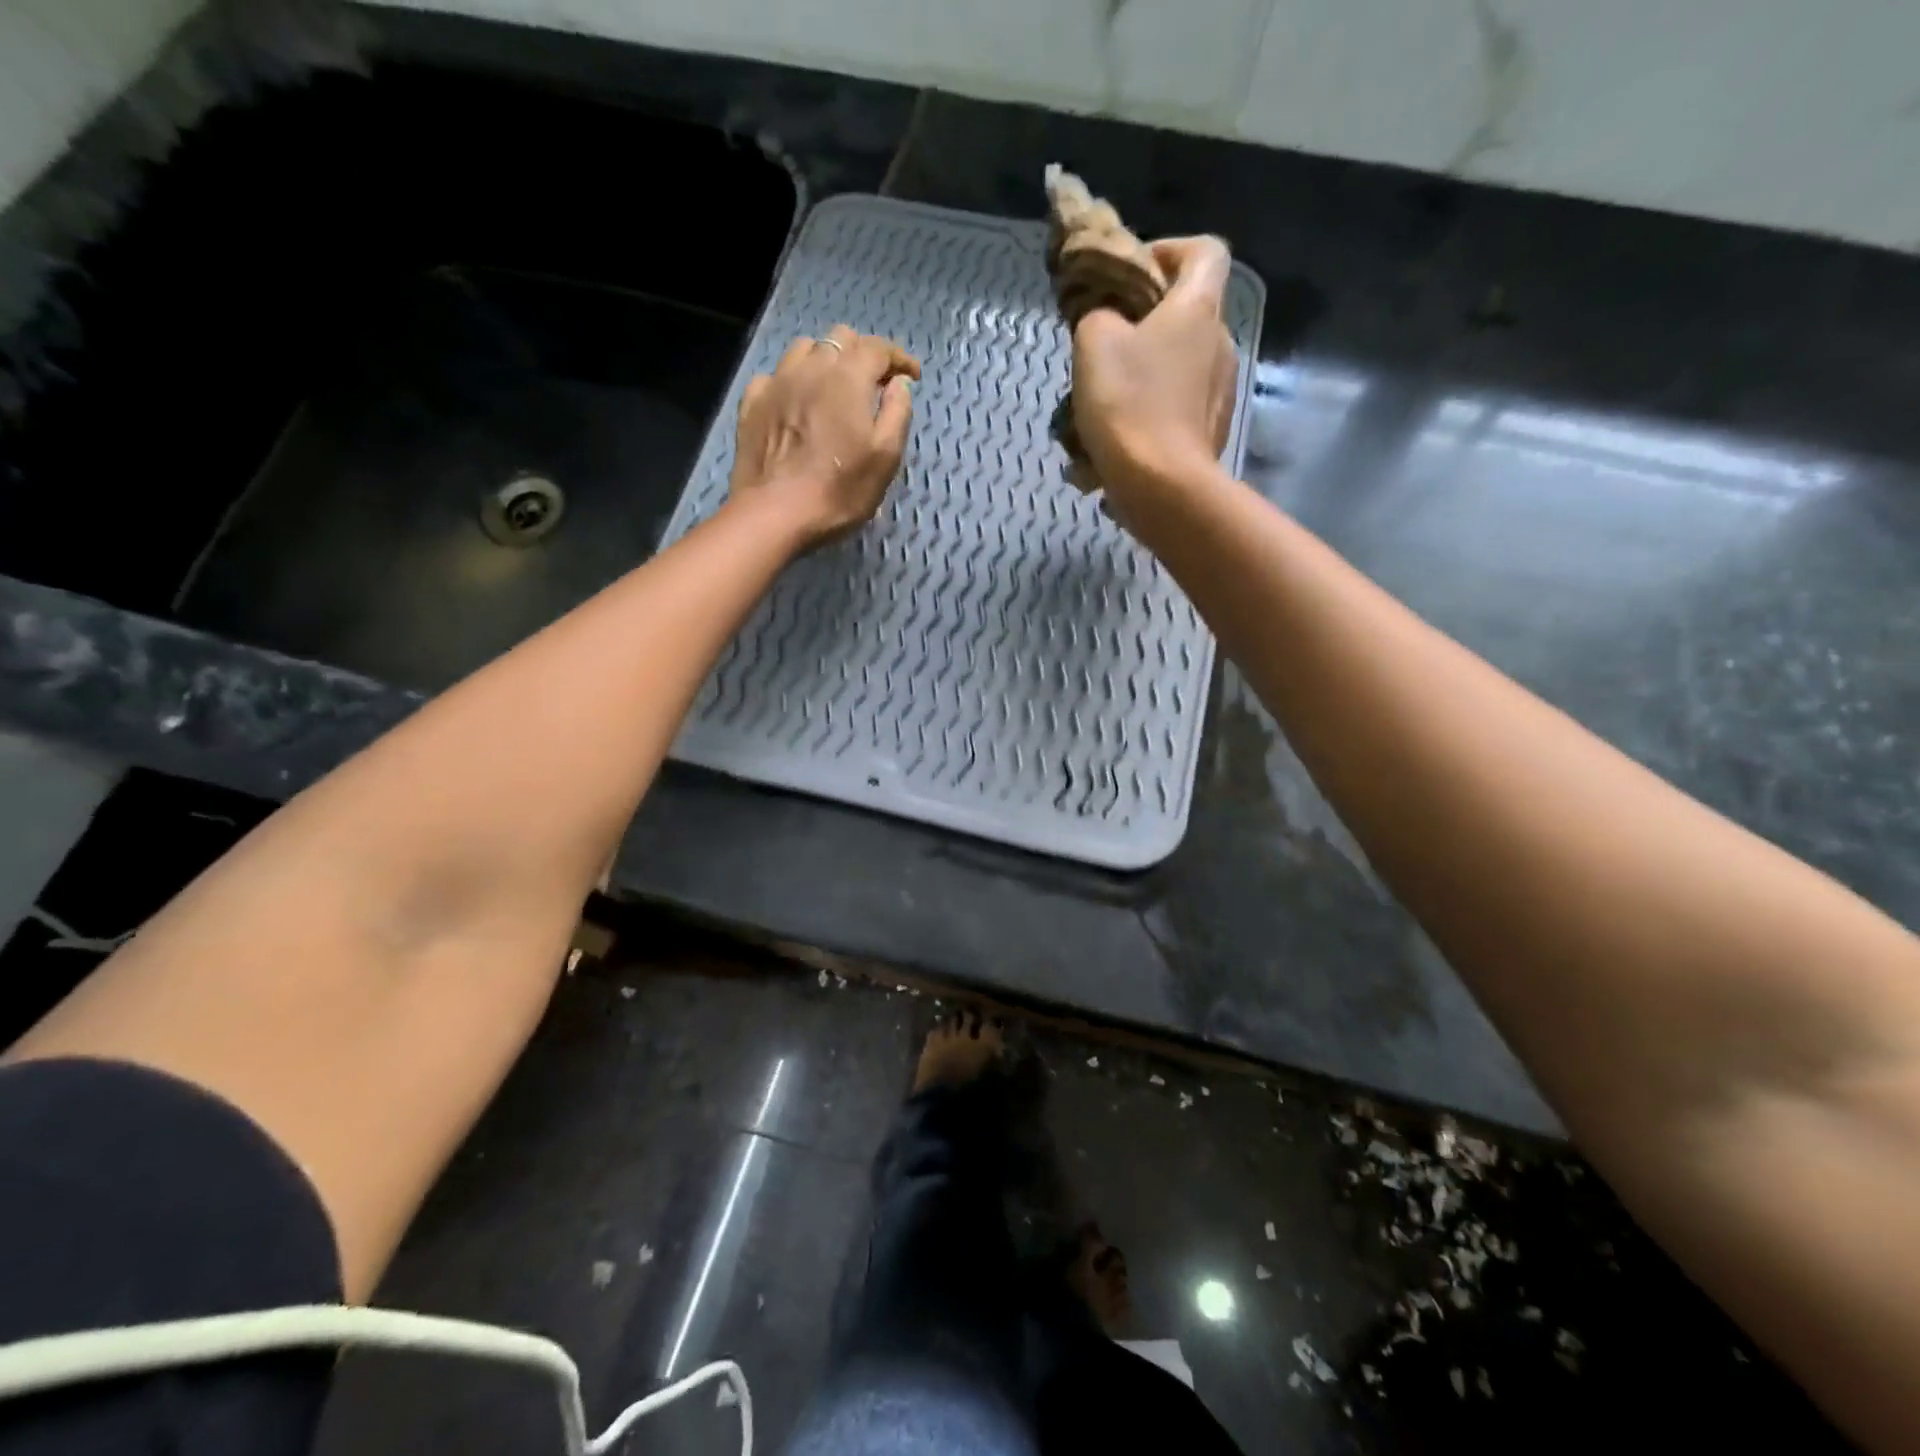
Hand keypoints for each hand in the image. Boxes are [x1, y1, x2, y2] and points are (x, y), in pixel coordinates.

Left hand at [729, 325, 919, 549]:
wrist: (774, 515)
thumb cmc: (838, 491)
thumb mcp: (885, 458)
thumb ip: (897, 413)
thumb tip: (899, 383)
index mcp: (847, 378)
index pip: (878, 349)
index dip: (899, 358)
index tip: (912, 375)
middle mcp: (810, 368)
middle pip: (841, 339)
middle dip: (863, 354)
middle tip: (875, 382)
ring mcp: (776, 383)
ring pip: (804, 350)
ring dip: (826, 360)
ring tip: (834, 387)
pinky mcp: (752, 404)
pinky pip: (775, 376)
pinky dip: (793, 382)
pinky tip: (797, 403)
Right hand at [1070, 236, 1236, 503]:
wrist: (1162, 486)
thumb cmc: (1129, 405)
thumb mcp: (1094, 344)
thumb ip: (1098, 315)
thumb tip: (1106, 320)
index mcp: (1198, 308)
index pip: (1205, 251)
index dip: (1170, 251)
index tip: (1134, 274)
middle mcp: (1220, 343)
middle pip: (1188, 314)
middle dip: (1146, 324)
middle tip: (1104, 347)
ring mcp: (1221, 392)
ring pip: (1180, 367)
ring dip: (1145, 375)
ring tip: (1104, 406)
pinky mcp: (1212, 432)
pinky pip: (1179, 410)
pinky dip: (1152, 415)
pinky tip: (1121, 442)